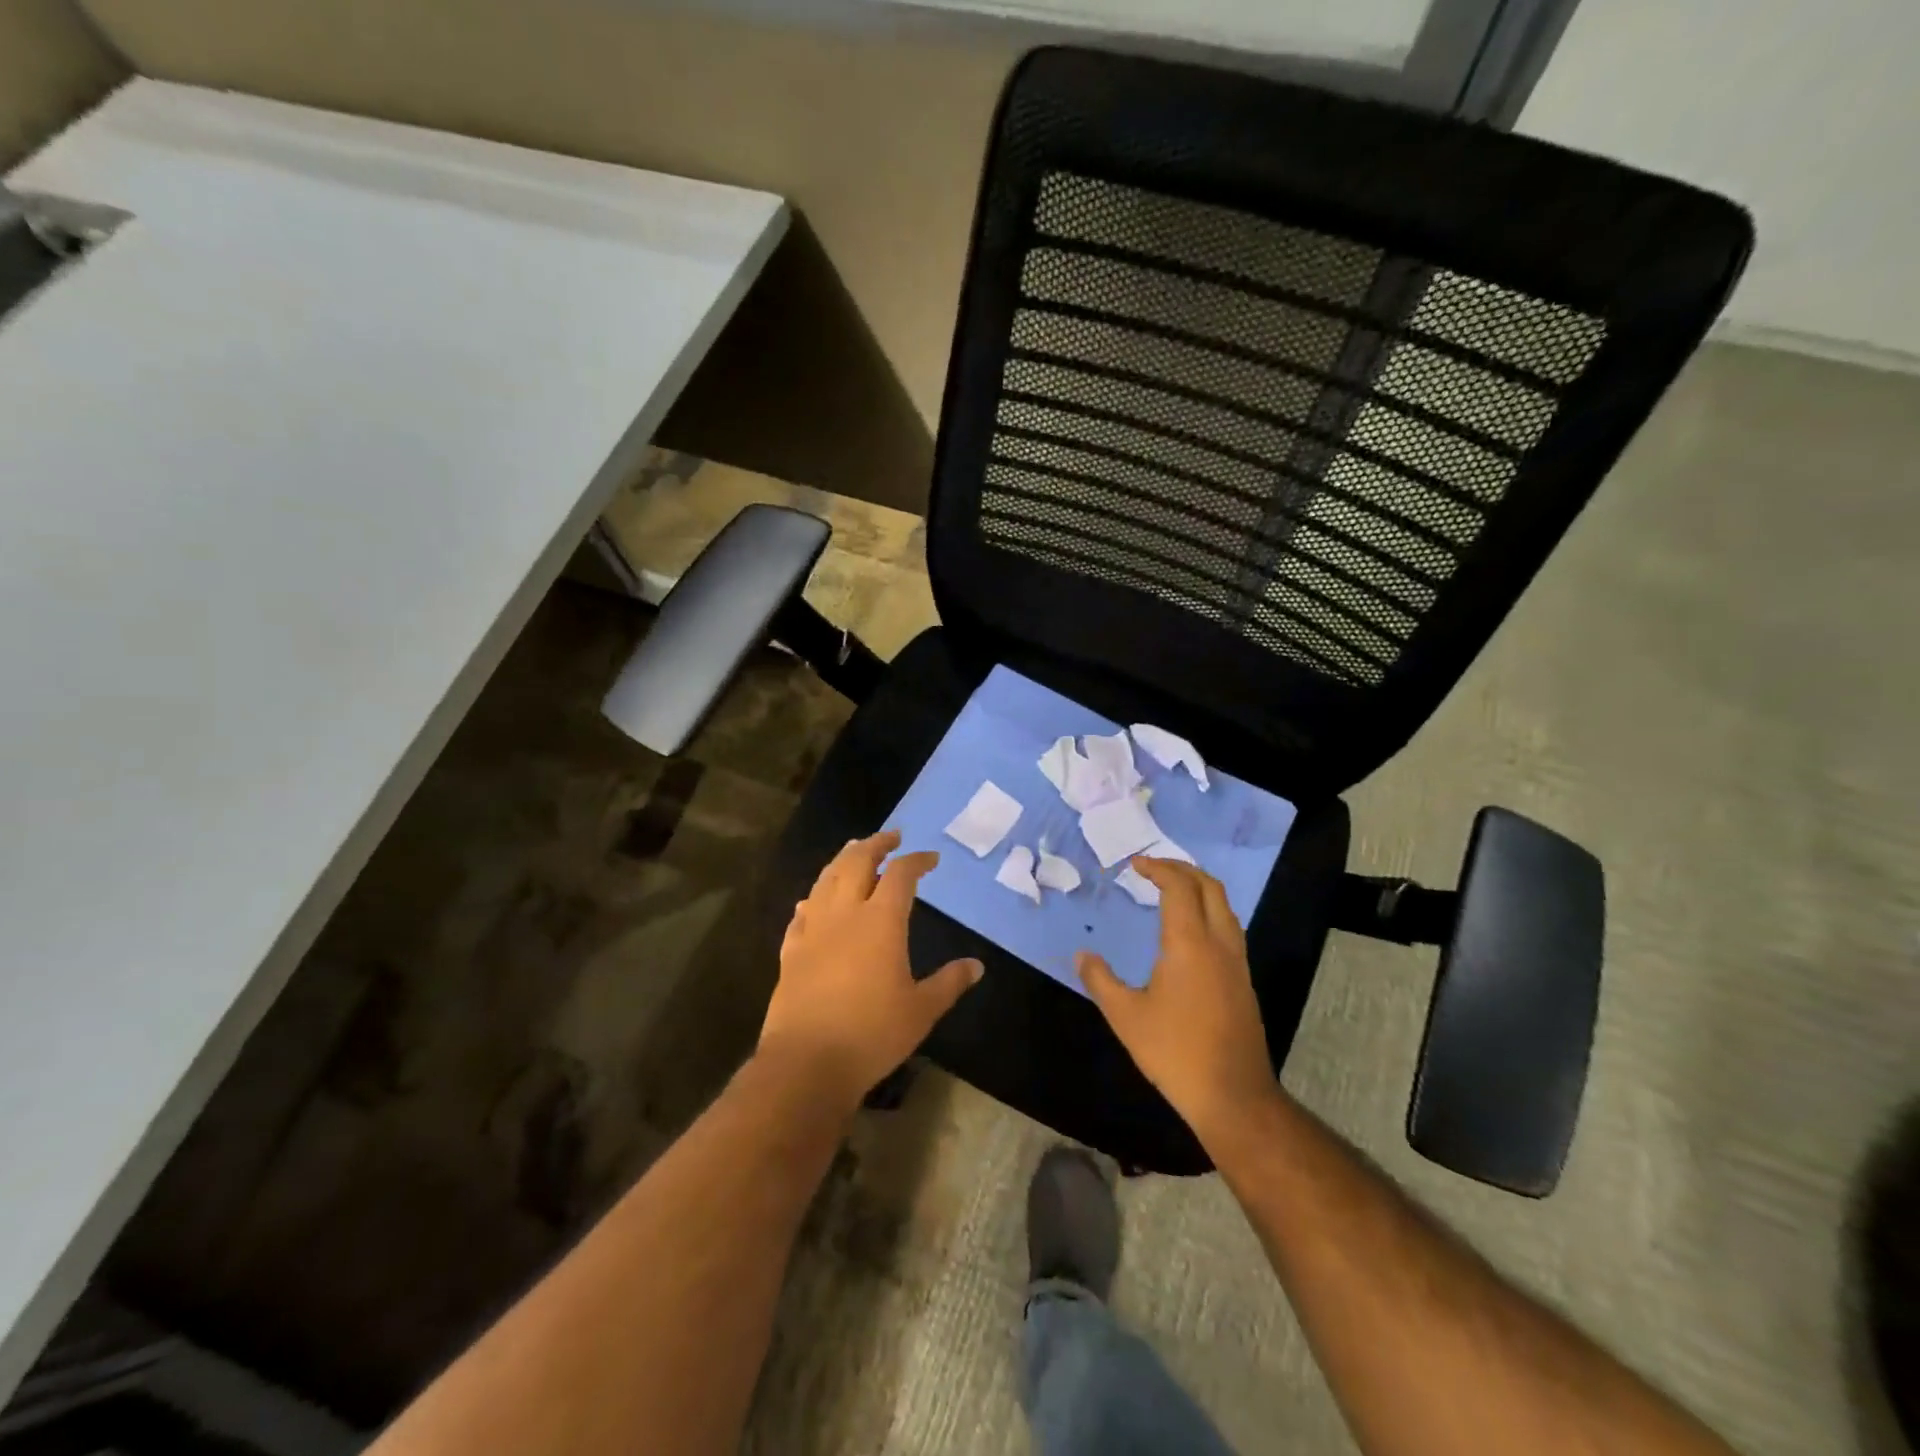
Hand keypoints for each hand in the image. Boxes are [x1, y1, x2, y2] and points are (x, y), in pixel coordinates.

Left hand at [759, 830, 982, 1111]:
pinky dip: (813, 899)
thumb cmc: (872, 1034)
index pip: (901, 875)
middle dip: (875, 844)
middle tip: (890, 836)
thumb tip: (977, 966)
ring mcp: (813, 931)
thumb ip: (949, 983)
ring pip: (825, 880)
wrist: (807, 1062)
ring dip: (842, 860)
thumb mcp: (922, 1010)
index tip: (931, 858)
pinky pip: (801, 914)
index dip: (917, 860)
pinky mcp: (791, 952)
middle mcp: (845, 914)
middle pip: (857, 862)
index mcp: (881, 921)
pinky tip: (812, 901)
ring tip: (853, 850)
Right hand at [1077, 857, 1278, 1144]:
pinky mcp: (1243, 981)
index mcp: (1190, 943)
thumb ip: (1100, 980)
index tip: (1135, 864)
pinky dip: (1209, 911)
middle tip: (1154, 867)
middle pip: (1210, 887)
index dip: (1158, 868)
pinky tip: (1190, 931)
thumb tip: (1081, 955)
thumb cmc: (1174, 1052)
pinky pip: (1229, 928)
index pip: (1179, 887)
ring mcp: (1237, 963)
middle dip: (1182, 869)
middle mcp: (1219, 944)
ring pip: (1225, 907)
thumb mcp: (1125, 1016)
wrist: (1233, 1095)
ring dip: (1199, 888)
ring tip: (1172, 890)